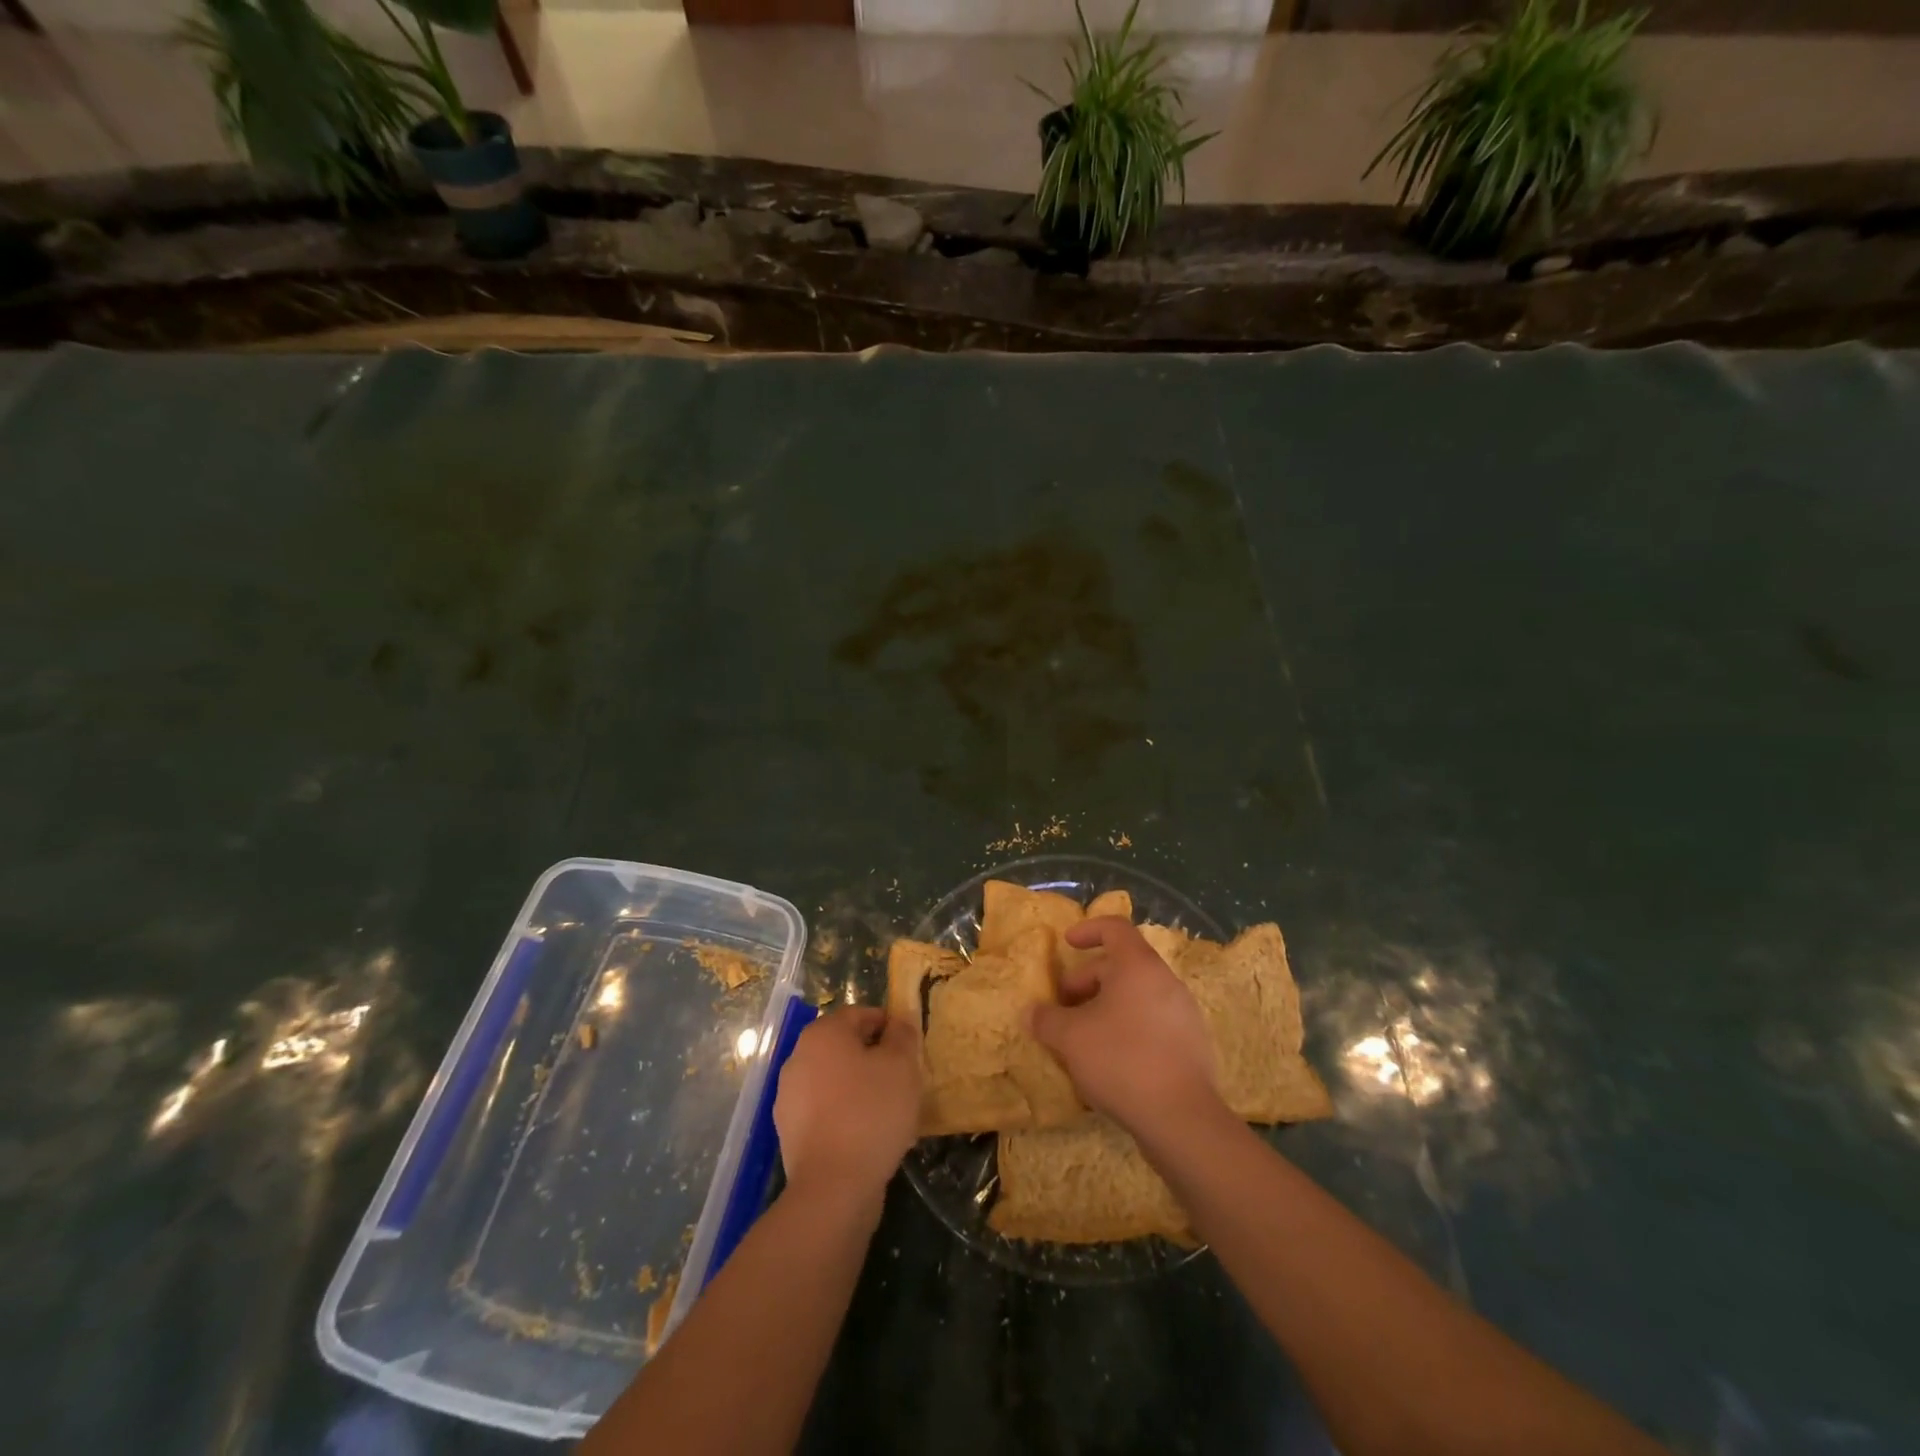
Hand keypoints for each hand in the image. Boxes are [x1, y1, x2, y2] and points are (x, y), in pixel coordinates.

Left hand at [773, 1007, 921, 1217]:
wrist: (833, 1187)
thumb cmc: (871, 1112)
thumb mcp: (901, 1065)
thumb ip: (902, 1035)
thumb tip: (898, 1021)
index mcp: (822, 1033)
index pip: (860, 1014)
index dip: (888, 1026)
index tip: (909, 1048)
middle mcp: (798, 1057)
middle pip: (844, 1046)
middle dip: (873, 1057)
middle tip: (902, 1078)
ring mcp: (789, 1096)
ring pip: (834, 1080)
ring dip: (859, 1087)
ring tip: (887, 1110)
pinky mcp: (789, 1131)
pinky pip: (824, 1110)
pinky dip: (844, 1114)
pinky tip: (866, 1136)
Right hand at [1027, 917, 1222, 1143]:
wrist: (1181, 1119)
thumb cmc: (1121, 1060)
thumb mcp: (1070, 1038)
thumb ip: (1046, 1019)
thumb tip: (1030, 1012)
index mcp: (1139, 966)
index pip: (1115, 927)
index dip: (1088, 930)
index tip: (1067, 944)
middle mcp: (1166, 981)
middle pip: (1122, 965)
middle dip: (1088, 981)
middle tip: (1064, 1008)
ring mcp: (1183, 1013)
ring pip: (1137, 996)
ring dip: (1107, 1007)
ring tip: (1083, 1036)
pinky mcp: (1192, 1045)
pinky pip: (1153, 1022)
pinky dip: (1128, 1028)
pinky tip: (1111, 1061)